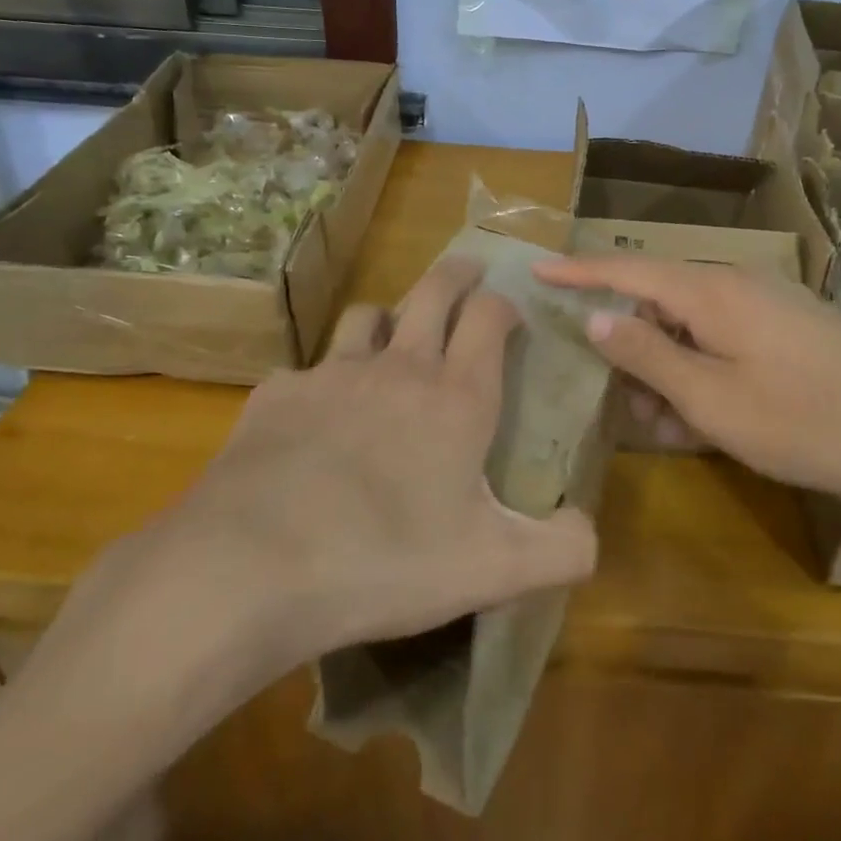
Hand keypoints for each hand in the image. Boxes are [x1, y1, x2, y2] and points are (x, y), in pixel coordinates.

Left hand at [10, 257, 596, 768]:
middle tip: (468, 271)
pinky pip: (307, 370)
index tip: (512, 313)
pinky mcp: (277, 395)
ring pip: (368, 316)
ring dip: (389, 317)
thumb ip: (561, 549)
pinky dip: (322, 380)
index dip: (505, 304)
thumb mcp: (493, 569)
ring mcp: (332, 374)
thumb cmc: (386, 560)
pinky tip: (315, 416)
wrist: (252, 567)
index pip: (490, 317)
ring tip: (394, 338)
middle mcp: (398, 369)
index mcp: (456, 397)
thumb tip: (588, 527)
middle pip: (433, 291)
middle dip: (457, 274)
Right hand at [534, 255, 840, 513]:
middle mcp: (738, 284)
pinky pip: (726, 340)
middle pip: (660, 302)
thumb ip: (647, 354)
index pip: (628, 270)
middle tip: (628, 405)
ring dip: (671, 371)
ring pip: (693, 328)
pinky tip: (710, 420)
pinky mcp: (790, 330)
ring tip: (674, 427)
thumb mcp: (711, 399)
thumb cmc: (804, 423)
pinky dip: (705, 373)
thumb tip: (596, 316)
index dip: (579, 270)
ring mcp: (769, 305)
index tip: (537, 268)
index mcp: (713, 291)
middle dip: (634, 350)